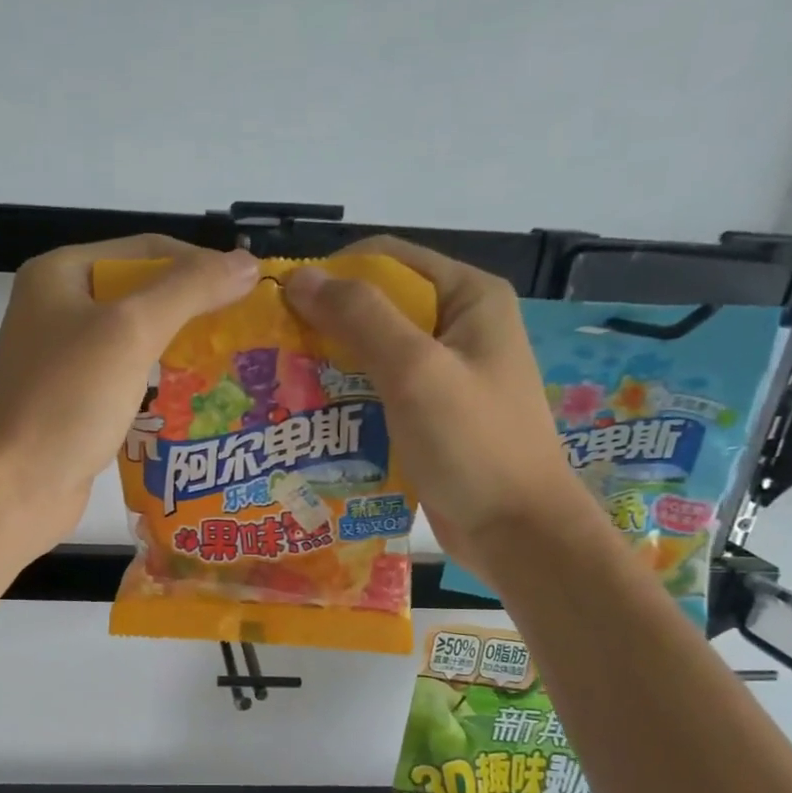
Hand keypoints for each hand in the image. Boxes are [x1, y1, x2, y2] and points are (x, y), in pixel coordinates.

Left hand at [0, 235, 259, 547]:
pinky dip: (159, 383)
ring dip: (180, 348)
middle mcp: (59, 308)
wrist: (13, 487)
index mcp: (61, 273)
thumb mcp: (130, 332)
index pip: (147, 250)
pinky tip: (194, 400)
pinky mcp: (73, 400)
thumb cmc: (67, 400)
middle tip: (244, 332)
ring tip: (229, 364)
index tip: (250, 292)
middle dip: (194, 310)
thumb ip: (189, 290)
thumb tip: (246, 263)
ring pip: (136, 339)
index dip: (201, 264)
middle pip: (142, 293)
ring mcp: (64, 358)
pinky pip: (126, 378)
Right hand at [284, 237, 580, 562]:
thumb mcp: (415, 371)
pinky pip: (379, 393)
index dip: (331, 275)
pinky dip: (346, 400)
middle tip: (274, 353)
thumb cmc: (472, 444)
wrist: (517, 533)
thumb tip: (299, 279)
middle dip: (324, 326)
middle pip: (377, 306)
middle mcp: (458, 326)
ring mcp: (445, 374)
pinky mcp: (431, 415)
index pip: (386, 260)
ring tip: (281, 387)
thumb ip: (360, 319)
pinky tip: (311, 418)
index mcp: (468, 297)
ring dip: (329, 366)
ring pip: (373, 353)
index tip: (280, 306)